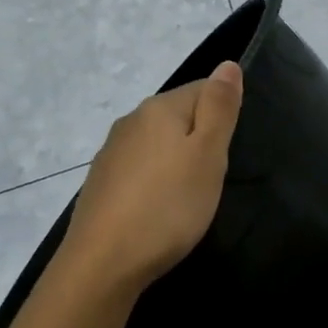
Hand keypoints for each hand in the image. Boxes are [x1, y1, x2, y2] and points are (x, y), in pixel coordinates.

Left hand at [60, 60, 243, 295]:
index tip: (227, 153)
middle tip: (213, 177)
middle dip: (200, 139)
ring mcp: (111, 153)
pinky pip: (139, 170)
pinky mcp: (100, 184)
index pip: (203, 89)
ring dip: (177, 161)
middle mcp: (131, 121)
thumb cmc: (169, 206)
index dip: (223, 117)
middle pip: (178, 116)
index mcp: (159, 108)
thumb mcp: (208, 155)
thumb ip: (219, 108)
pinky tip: (160, 208)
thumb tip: (227, 63)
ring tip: (189, 196)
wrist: (103, 264)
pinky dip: (155, 182)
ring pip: (157, 144)